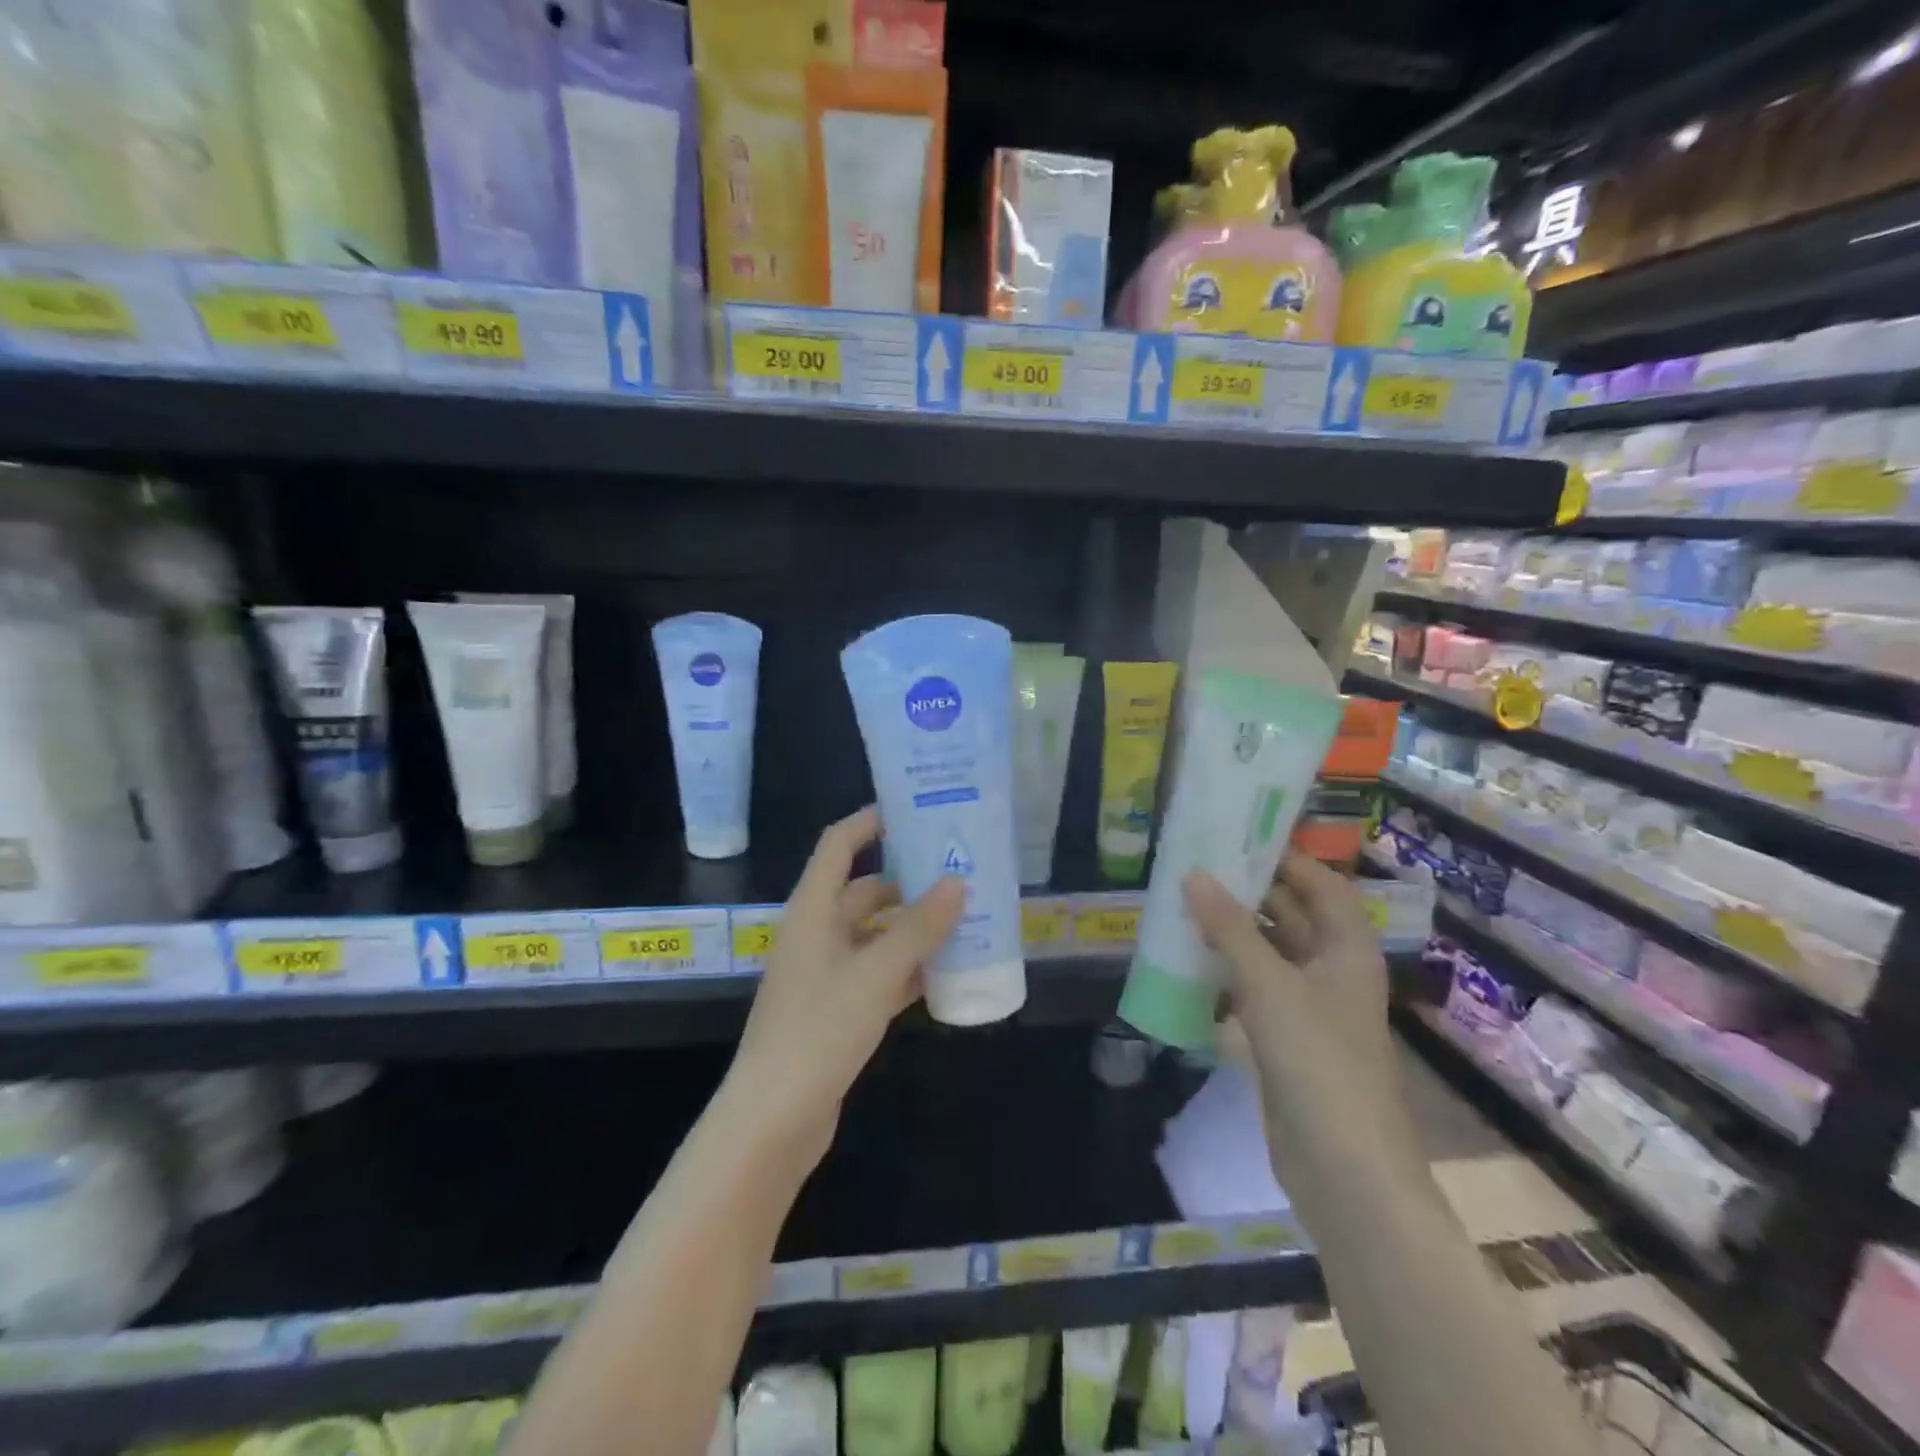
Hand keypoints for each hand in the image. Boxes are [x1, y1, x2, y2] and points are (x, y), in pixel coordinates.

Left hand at [727, 807, 963, 1160]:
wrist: (772, 1120)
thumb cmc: (818, 1031)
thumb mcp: (875, 974)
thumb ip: (918, 929)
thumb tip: (957, 882)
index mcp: (812, 910)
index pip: (839, 845)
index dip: (870, 822)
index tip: (914, 810)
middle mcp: (816, 933)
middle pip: (864, 891)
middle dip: (908, 882)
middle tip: (958, 873)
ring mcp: (825, 973)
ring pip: (875, 935)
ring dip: (912, 928)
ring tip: (964, 920)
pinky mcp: (835, 1009)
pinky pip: (877, 974)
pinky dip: (906, 970)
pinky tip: (945, 975)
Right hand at [1183, 854, 1422, 1206]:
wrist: (1344, 1170)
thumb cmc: (1319, 1063)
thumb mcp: (1270, 986)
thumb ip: (1230, 929)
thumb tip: (1193, 874)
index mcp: (1346, 950)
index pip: (1320, 885)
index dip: (1285, 858)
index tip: (1236, 835)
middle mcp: (1331, 971)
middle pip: (1291, 916)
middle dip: (1248, 891)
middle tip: (1195, 865)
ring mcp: (1308, 1008)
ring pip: (1267, 953)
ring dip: (1231, 932)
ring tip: (1182, 904)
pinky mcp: (1285, 1040)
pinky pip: (1253, 990)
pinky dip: (1225, 973)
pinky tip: (1188, 962)